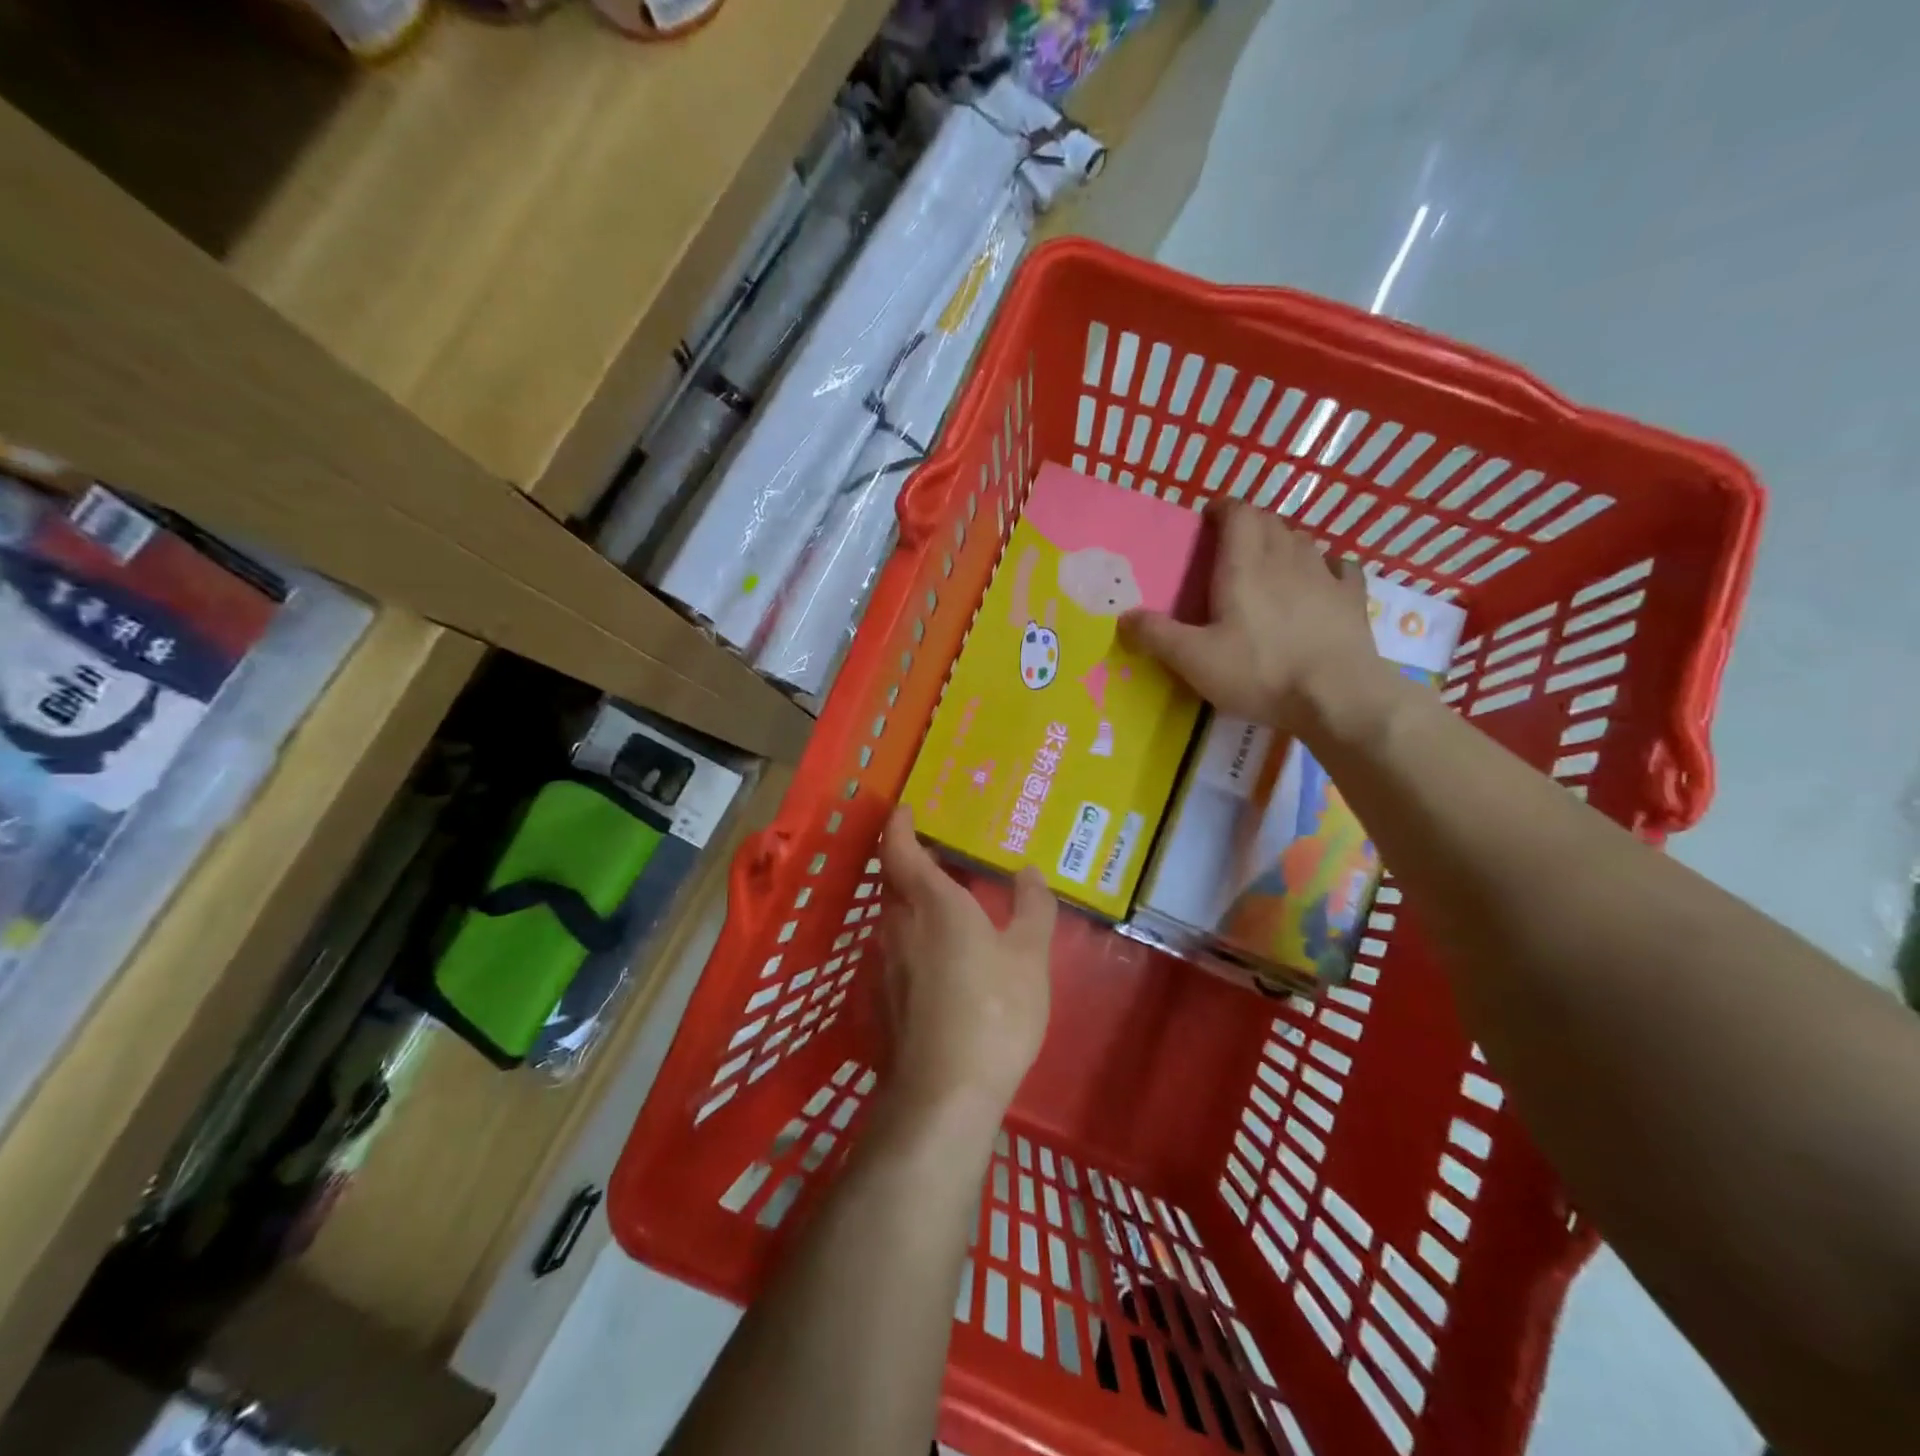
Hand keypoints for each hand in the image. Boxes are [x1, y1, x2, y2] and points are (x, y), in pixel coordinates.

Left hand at [878, 806, 1054, 1122]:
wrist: (943, 1095)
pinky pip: (897, 950)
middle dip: (911, 863)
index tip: (905, 809)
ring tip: (948, 905)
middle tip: (942, 856)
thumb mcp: (1030, 956)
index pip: (899, 849)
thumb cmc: (995, 1010)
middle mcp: (898, 925)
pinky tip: (942, 959)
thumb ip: (1032, 907)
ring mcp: (885, 963)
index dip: (898, 825)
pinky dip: (914, 938)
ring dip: (914, 902)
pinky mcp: (883, 998)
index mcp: (932, 902)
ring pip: (895, 917)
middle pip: (894, 881)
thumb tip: (1029, 871)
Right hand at [1121, 501, 1382, 734]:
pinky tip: (1321, 579)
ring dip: (1283, 541)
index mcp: (1245, 566)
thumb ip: (1157, 636)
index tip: (1208, 518)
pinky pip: (1340, 567)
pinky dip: (1326, 565)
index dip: (1222, 509)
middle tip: (1231, 544)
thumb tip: (1124, 617)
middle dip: (1250, 524)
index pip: (1238, 514)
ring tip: (1269, 561)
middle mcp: (1286, 558)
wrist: (1337, 696)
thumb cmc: (1260, 672)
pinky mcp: (1352, 598)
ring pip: (1302, 540)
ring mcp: (1325, 576)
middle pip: (1270, 522)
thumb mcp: (1195, 660)